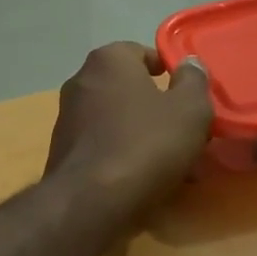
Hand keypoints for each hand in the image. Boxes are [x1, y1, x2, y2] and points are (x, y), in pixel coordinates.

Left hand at [45, 43, 213, 218]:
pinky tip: (147, 180)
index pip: (142, 53)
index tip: (189, 96)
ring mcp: (67, 118)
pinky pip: (105, 146)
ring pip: (119, 121)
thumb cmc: (146, 144)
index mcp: (108, 60)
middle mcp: (81, 81)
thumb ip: (194, 81)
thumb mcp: (189, 110)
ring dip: (145, 136)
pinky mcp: (62, 153)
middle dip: (159, 109)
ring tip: (174, 165)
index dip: (169, 72)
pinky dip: (125, 156)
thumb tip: (189, 65)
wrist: (91, 202)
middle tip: (187, 133)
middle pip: (130, 89)